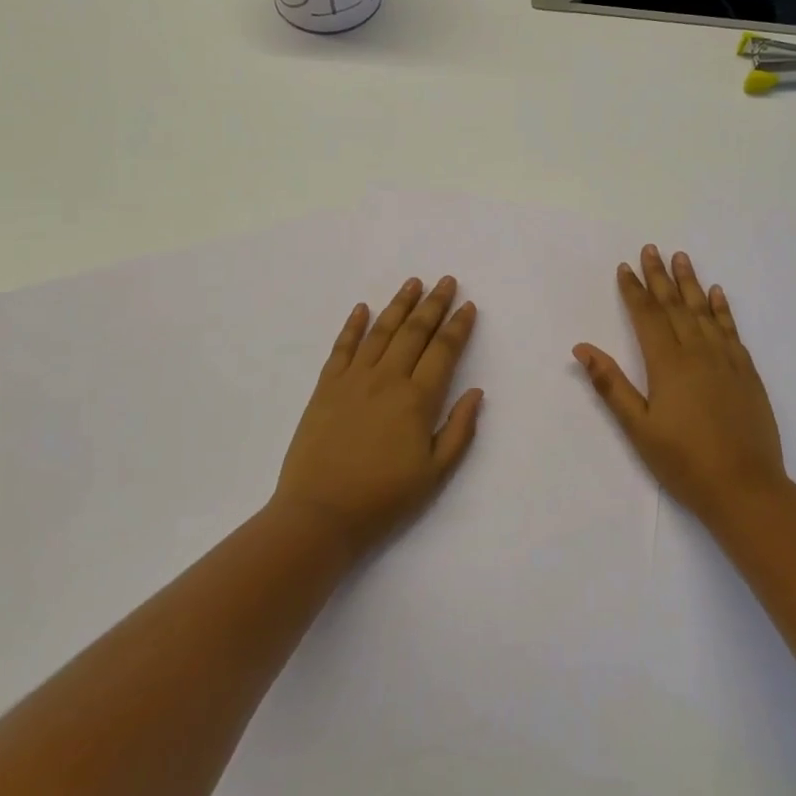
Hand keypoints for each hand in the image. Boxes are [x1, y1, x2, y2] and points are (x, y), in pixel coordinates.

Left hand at [272, 276, 482, 557]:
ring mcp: (353, 379)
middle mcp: (387, 379)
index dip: (458, 326)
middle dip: (433, 304)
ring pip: (381, 331)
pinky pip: (342, 347)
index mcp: (417, 399)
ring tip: (413, 283)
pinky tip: (362, 308)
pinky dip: (353, 325)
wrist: (320, 514)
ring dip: (399, 304)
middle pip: (414, 331)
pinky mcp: (326, 387)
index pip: (443, 351)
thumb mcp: (435, 474)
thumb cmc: (383, 498)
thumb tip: (476, 392)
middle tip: (446, 280)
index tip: (468, 305)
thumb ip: (459, 430)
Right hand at [574, 245, 787, 525]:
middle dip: (659, 276)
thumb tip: (582, 347)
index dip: (634, 291)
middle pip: (674, 305)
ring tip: (681, 257)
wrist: (746, 488)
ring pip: (704, 311)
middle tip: (650, 249)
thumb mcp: (639, 428)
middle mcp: (697, 352)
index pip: (647, 316)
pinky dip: (722, 309)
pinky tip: (717, 294)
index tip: (625, 267)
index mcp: (667, 364)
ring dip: (690, 283)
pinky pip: (731, 330)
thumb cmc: (684, 462)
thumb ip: (611, 385)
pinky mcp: (747, 372)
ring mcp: (726, 360)